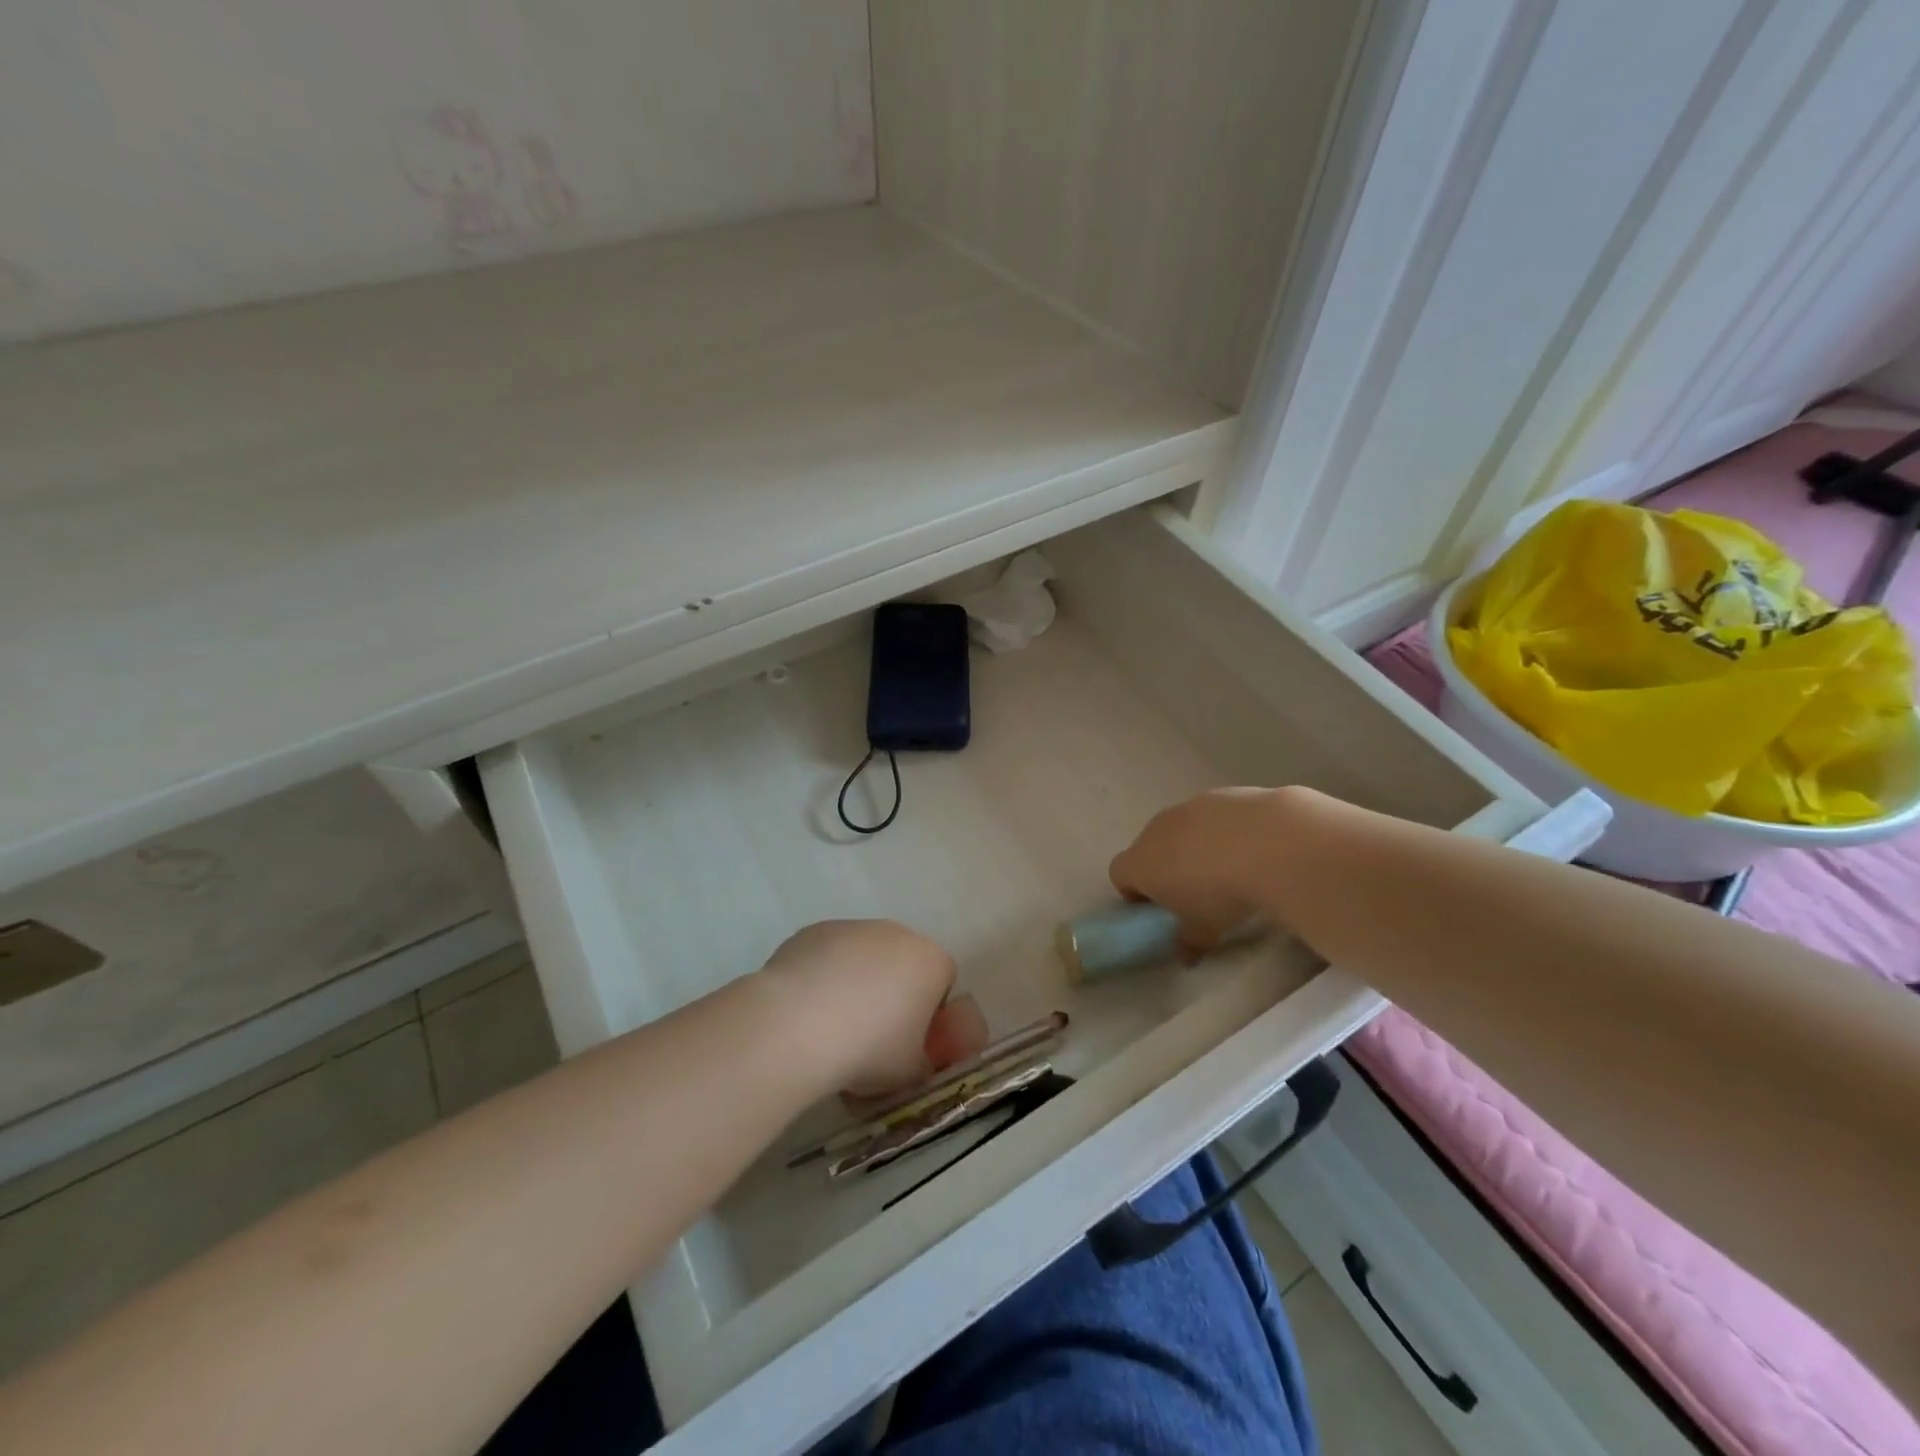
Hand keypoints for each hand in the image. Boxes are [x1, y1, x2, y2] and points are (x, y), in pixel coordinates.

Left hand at [759, 920, 960, 1098]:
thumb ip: (921, 1061)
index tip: (908, 1042)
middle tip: (871, 1034)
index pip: (942, 983)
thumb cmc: (869, 1049)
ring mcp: (854, 927)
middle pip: (902, 963)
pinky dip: (822, 976)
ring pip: (863, 956)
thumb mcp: (910, 1073)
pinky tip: (805, 1009)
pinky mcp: (815, 930)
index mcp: (931, 962)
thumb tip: (912, 1059)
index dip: (928, 1013)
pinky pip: (828, 955)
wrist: (798, 1025)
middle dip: (892, 992)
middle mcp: (897, 934)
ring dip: (856, 981)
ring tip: (831, 1025)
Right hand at [1109, 787, 1295, 955]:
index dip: (1134, 893)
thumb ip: (1189, 943)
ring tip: (1227, 868)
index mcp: (1141, 863)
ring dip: (1192, 848)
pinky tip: (1251, 847)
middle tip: (1193, 892)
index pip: (1119, 875)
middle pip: (1148, 849)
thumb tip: (1185, 957)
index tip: (1159, 909)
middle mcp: (1155, 830)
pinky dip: (1222, 830)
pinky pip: (1210, 817)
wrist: (1269, 842)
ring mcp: (1186, 808)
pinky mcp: (1218, 794)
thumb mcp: (1205, 930)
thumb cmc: (1223, 893)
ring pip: (1179, 830)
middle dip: (1164, 869)